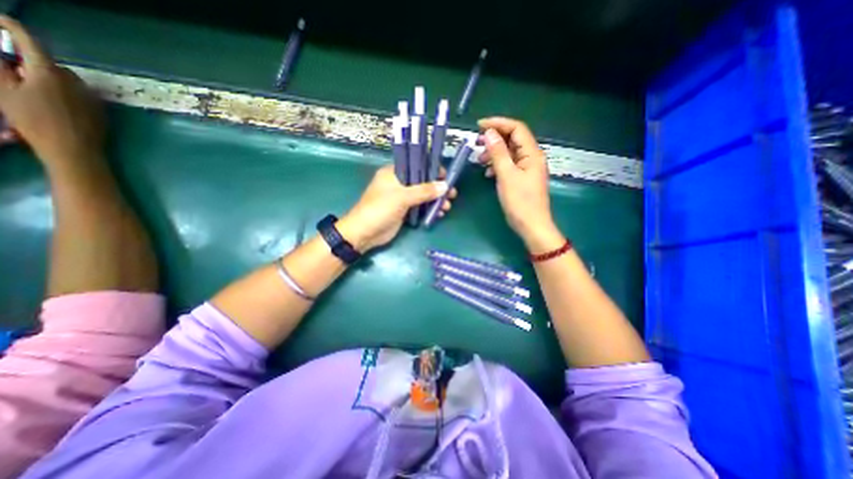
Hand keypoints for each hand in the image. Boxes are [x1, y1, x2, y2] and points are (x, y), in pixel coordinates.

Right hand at [0, 15, 104, 167]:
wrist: (75, 149)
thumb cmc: (36, 121)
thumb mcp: (5, 90)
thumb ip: (2, 69)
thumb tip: (5, 58)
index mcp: (50, 73)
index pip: (31, 42)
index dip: (12, 27)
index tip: (0, 19)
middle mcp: (77, 82)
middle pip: (51, 64)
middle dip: (30, 62)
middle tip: (12, 69)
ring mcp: (92, 97)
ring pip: (66, 80)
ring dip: (48, 78)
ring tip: (31, 89)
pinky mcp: (100, 110)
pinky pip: (79, 95)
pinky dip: (63, 92)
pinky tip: (53, 104)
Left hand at [332, 164, 455, 251]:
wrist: (364, 233)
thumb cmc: (380, 209)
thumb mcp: (402, 197)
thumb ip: (424, 191)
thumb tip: (445, 186)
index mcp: (394, 173)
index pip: (416, 165)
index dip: (432, 169)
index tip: (446, 176)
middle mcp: (398, 183)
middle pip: (422, 181)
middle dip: (437, 187)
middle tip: (452, 194)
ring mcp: (402, 198)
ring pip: (423, 195)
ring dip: (436, 200)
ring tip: (447, 206)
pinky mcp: (404, 211)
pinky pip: (420, 207)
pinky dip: (430, 209)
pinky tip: (440, 213)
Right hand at [478, 116, 563, 251]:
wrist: (531, 225)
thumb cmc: (520, 202)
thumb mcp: (506, 175)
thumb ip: (498, 153)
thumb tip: (489, 133)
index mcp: (532, 153)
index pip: (516, 128)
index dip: (498, 123)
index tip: (479, 126)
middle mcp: (531, 157)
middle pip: (513, 139)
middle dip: (494, 139)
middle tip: (477, 143)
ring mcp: (527, 168)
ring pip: (509, 152)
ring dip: (494, 153)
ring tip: (479, 160)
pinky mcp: (521, 178)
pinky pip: (508, 165)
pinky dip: (497, 165)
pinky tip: (488, 172)